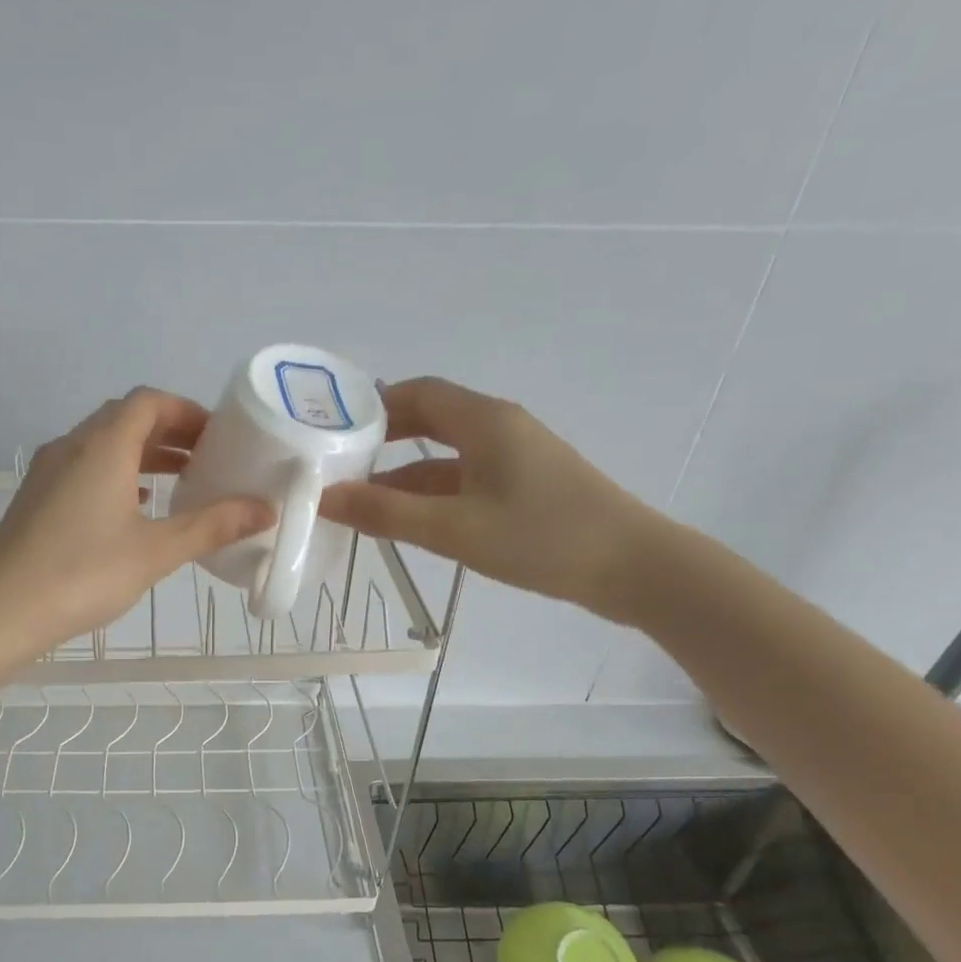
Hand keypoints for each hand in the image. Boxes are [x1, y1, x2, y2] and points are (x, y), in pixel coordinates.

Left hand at [0, 389, 274, 668]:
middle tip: (205, 460)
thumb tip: (265, 510)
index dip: (187, 411)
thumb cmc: (84, 574)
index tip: (218, 437)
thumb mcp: (157, 551)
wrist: (0, 612)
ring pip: (101, 445)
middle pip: (125, 418)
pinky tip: (131, 508)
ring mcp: (46, 471)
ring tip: (178, 483)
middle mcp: (71, 445)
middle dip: (169, 433)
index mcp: (103, 445)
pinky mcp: (34, 499)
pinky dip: (115, 476)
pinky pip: (82, 469)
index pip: (149, 402)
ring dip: (141, 455)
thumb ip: (212, 526)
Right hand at [318, 378, 666, 622]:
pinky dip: (431, 492)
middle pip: (430, 419)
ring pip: (446, 454)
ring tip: (359, 498)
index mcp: (485, 420)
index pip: (418, 392)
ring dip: (404, 472)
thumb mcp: (454, 529)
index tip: (332, 429)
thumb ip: (386, 513)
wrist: (635, 569)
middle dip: (382, 438)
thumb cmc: (542, 538)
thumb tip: (325, 498)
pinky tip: (408, 519)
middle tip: (337, 462)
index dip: (372, 405)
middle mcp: (499, 428)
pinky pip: (465, 478)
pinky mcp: (525, 487)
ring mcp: (515, 458)